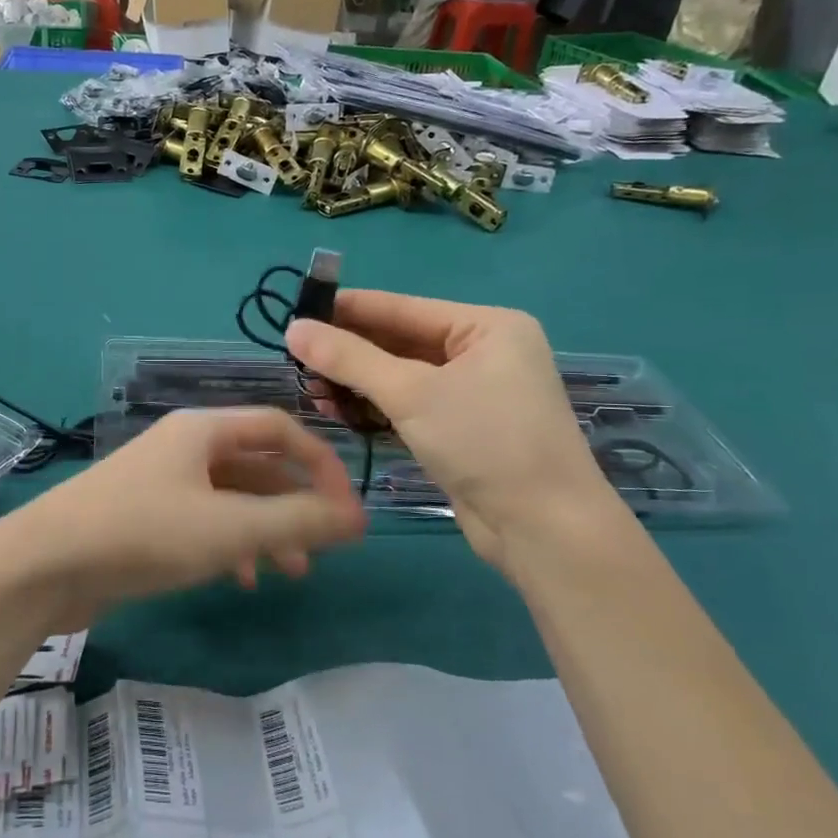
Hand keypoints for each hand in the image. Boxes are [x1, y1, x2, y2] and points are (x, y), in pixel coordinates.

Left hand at [3, 408, 365, 629]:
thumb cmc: (144, 533)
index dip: (321, 463)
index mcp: (204, 430)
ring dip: (266, 529)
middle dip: (294, 503)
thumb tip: (357, 517)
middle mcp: (184, 447)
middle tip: (324, 545)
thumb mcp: (230, 528)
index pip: (280, 428)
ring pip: (231, 498)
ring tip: (291, 572)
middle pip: (257, 465)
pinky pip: (203, 521)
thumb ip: (297, 522)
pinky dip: (231, 544)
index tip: (347, 508)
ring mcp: (161, 481)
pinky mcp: (144, 516)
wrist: (46, 563)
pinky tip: (242, 579)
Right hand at [287, 293, 616, 571]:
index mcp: (487, 326)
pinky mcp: (461, 428)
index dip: (345, 309)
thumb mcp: (411, 393)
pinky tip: (333, 410)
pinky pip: (407, 404)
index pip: (401, 307)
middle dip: (347, 351)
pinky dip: (372, 406)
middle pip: (399, 341)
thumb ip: (348, 358)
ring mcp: (474, 393)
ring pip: (399, 376)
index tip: (295, 311)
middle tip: (293, 356)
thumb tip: (293, 328)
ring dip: (354, 382)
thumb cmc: (485, 443)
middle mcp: (483, 352)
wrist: (544, 530)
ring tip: (307, 387)